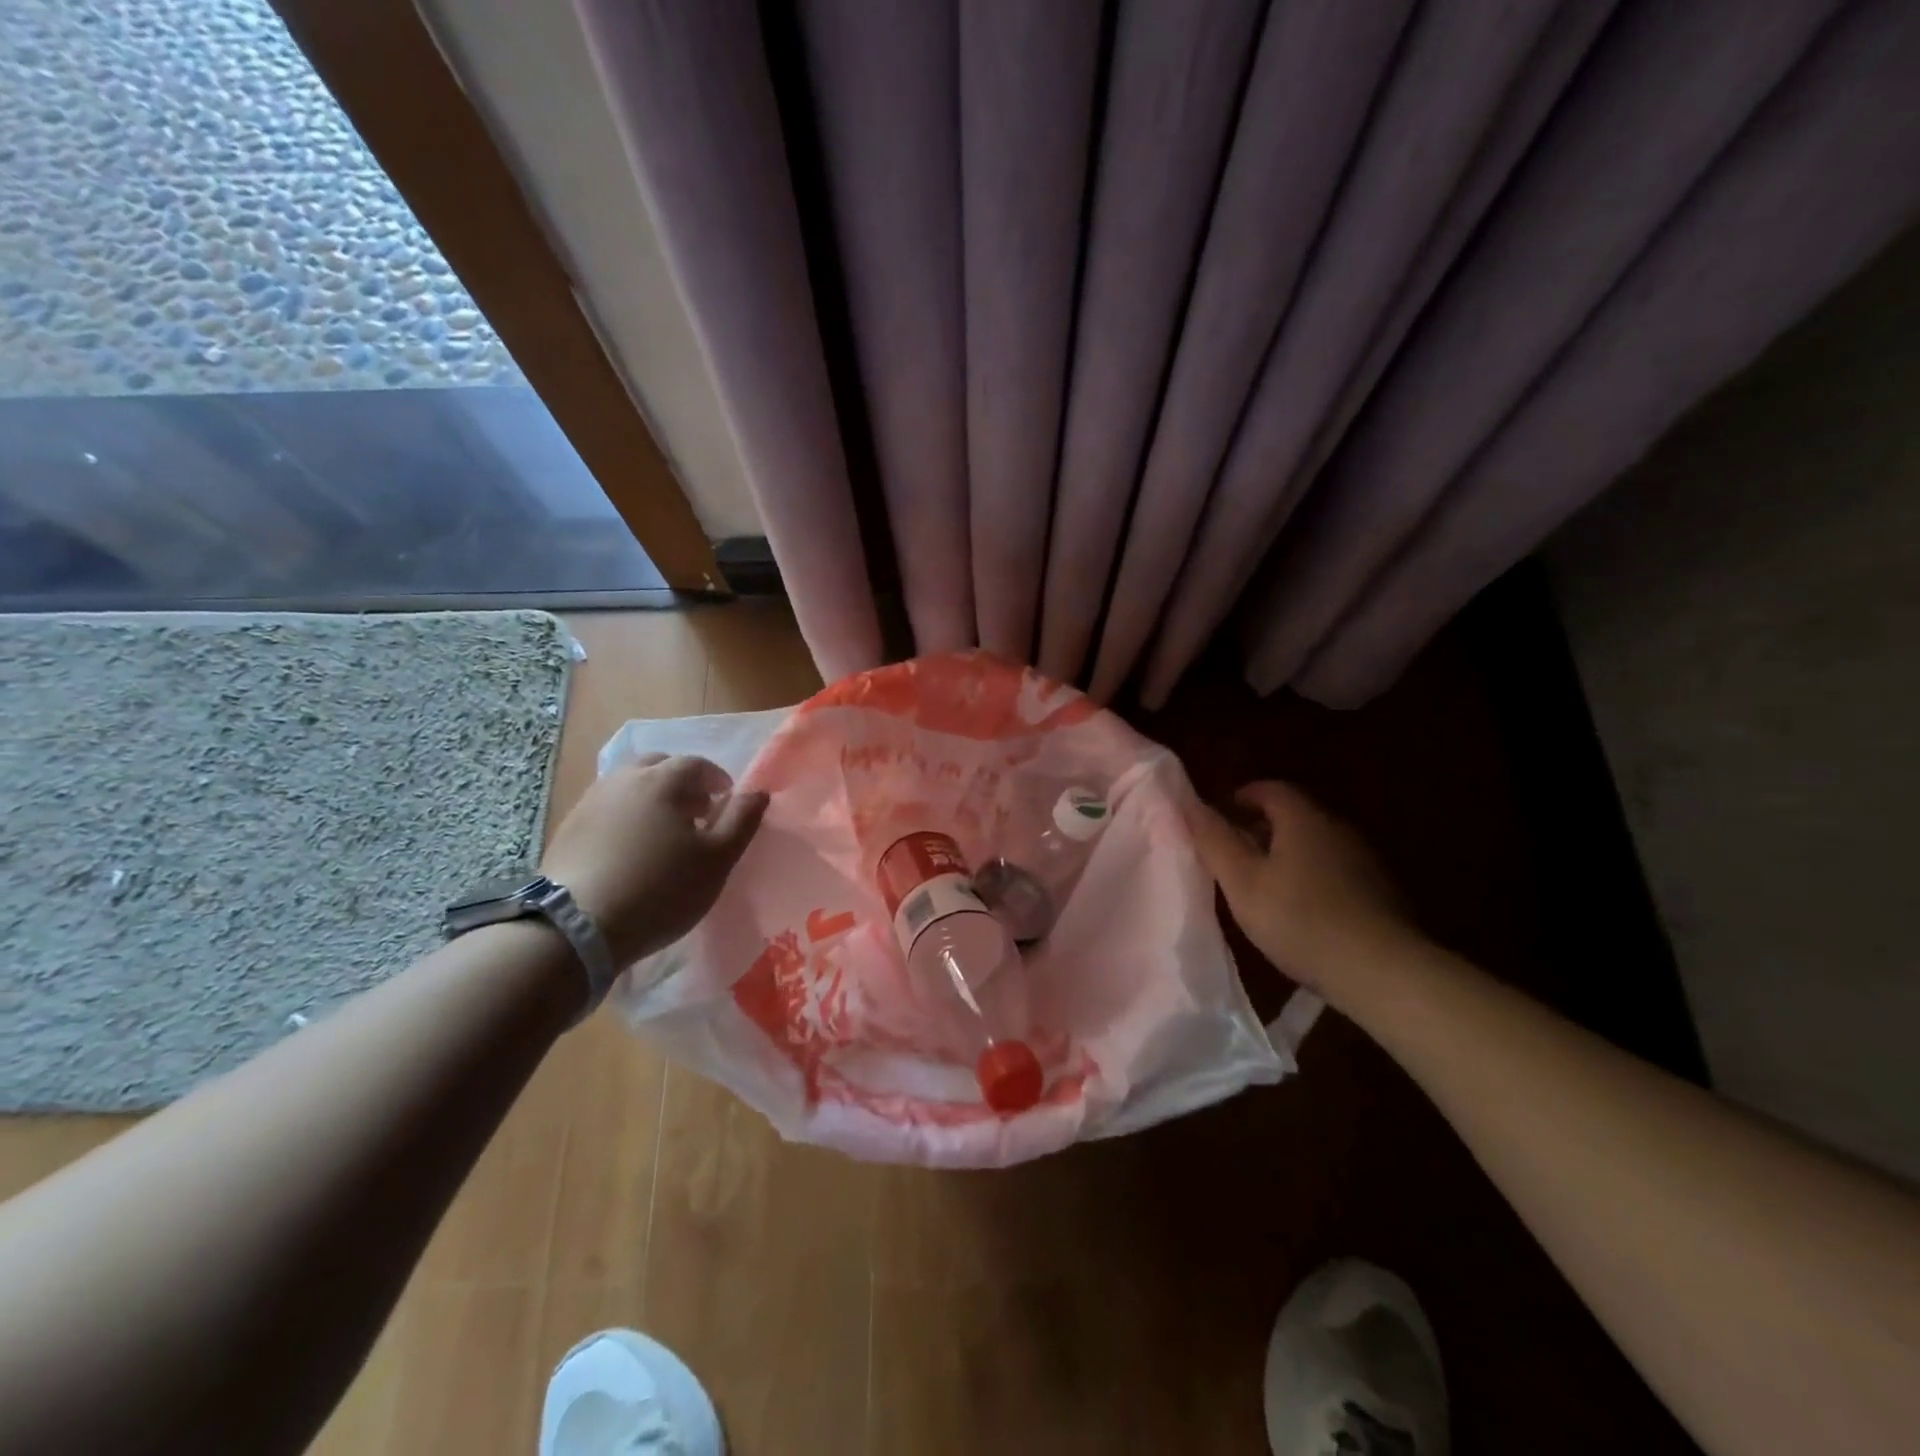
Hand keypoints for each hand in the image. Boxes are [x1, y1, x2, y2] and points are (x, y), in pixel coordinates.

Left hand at [541, 754, 767, 966]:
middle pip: (658, 765)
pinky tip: (629, 849)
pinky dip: (624, 816)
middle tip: (695, 812)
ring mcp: (590, 801)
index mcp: (663, 780)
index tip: (726, 803)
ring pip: (628, 785)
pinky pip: (606, 808)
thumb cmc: (661, 889)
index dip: (717, 780)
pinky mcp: (568, 828)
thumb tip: (758, 792)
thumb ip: (742, 820)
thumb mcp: (717, 859)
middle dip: (681, 782)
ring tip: (662, 832)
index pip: (697, 764)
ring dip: (651, 797)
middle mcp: (623, 779)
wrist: (577, 926)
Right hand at [1185, 781, 1418, 994]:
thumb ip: (1214, 841)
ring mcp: (1365, 859)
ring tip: (1263, 885)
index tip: (1221, 817)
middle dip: (1262, 827)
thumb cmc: (1300, 920)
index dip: (1241, 797)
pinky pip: (1336, 869)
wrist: (1383, 971)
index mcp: (1303, 819)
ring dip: (1288, 854)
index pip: (1270, 789)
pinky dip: (1312, 876)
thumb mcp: (1242, 882)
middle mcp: (1338, 828)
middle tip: (1235, 854)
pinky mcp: (1381, 890)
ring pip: (1316, 843)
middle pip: (1295, 815)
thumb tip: (1190, 804)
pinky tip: (1302, 910)